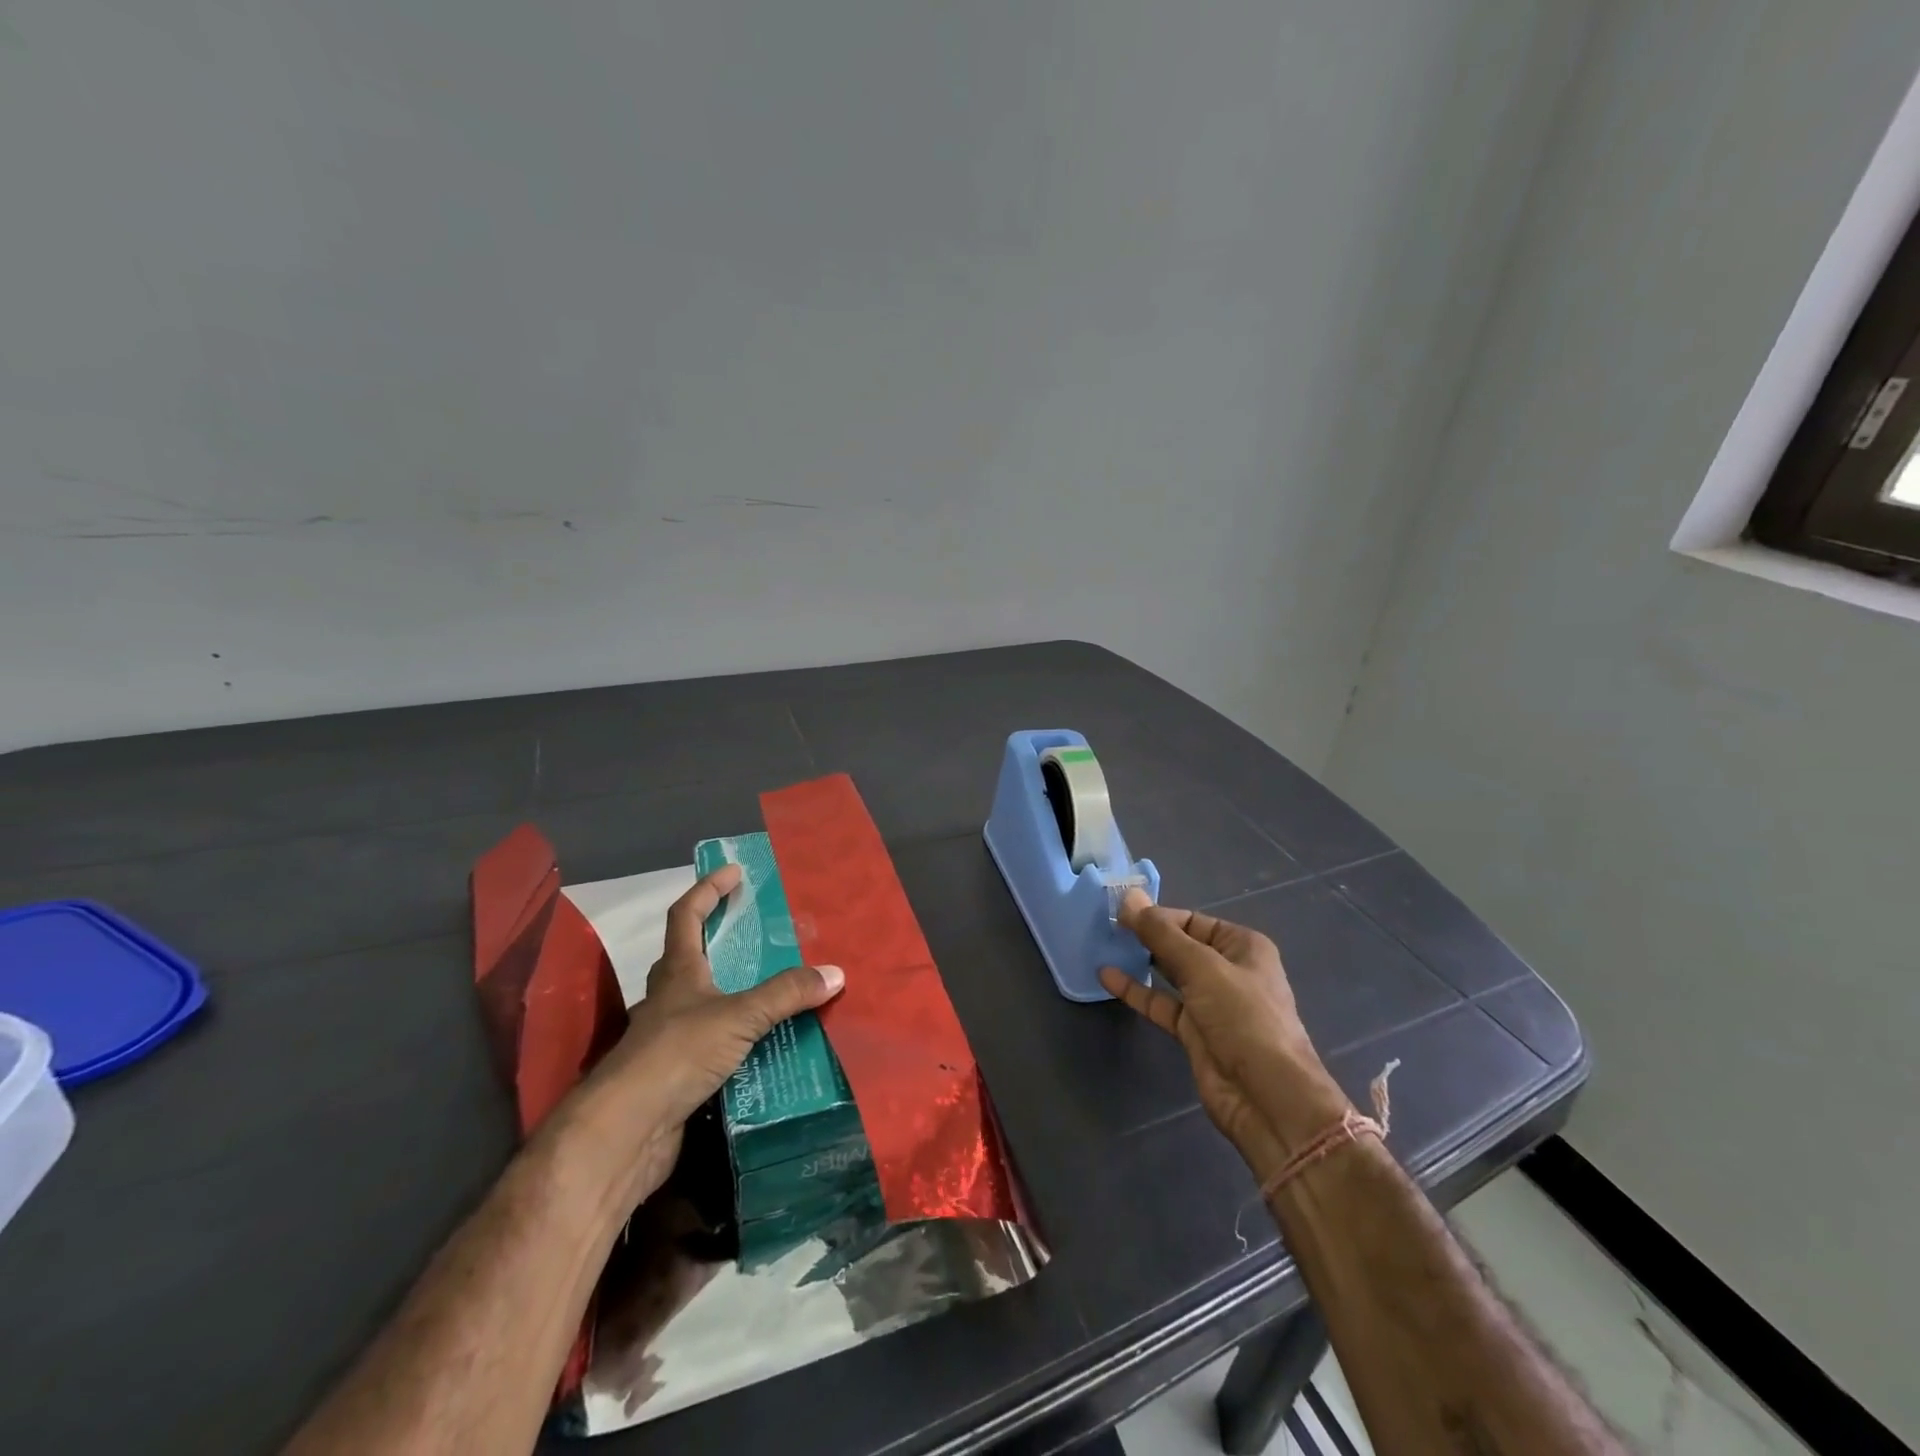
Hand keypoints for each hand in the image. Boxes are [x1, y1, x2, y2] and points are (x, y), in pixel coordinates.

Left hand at [577, 864, 845, 1204]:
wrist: (626, 1133)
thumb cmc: (676, 1054)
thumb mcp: (738, 1016)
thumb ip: (786, 994)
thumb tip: (835, 973)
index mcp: (678, 972)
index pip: (686, 916)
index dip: (707, 890)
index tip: (733, 871)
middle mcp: (669, 998)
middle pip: (691, 956)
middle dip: (720, 939)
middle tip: (760, 931)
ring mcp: (670, 1038)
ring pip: (705, 1002)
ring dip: (735, 992)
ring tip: (777, 988)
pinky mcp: (677, 1074)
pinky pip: (715, 1043)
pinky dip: (740, 1038)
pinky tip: (766, 1045)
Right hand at [1100, 890, 1347, 1178]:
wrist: (1267, 1096)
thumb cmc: (1243, 1017)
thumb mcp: (1202, 967)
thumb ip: (1161, 933)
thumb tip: (1128, 896)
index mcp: (1242, 946)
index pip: (1192, 920)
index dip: (1157, 915)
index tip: (1118, 912)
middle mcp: (1229, 970)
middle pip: (1180, 945)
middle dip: (1147, 936)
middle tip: (1105, 926)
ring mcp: (1211, 1003)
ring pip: (1169, 974)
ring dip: (1140, 961)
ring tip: (1104, 945)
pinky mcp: (1194, 1031)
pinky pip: (1161, 1003)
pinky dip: (1136, 991)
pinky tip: (1108, 977)